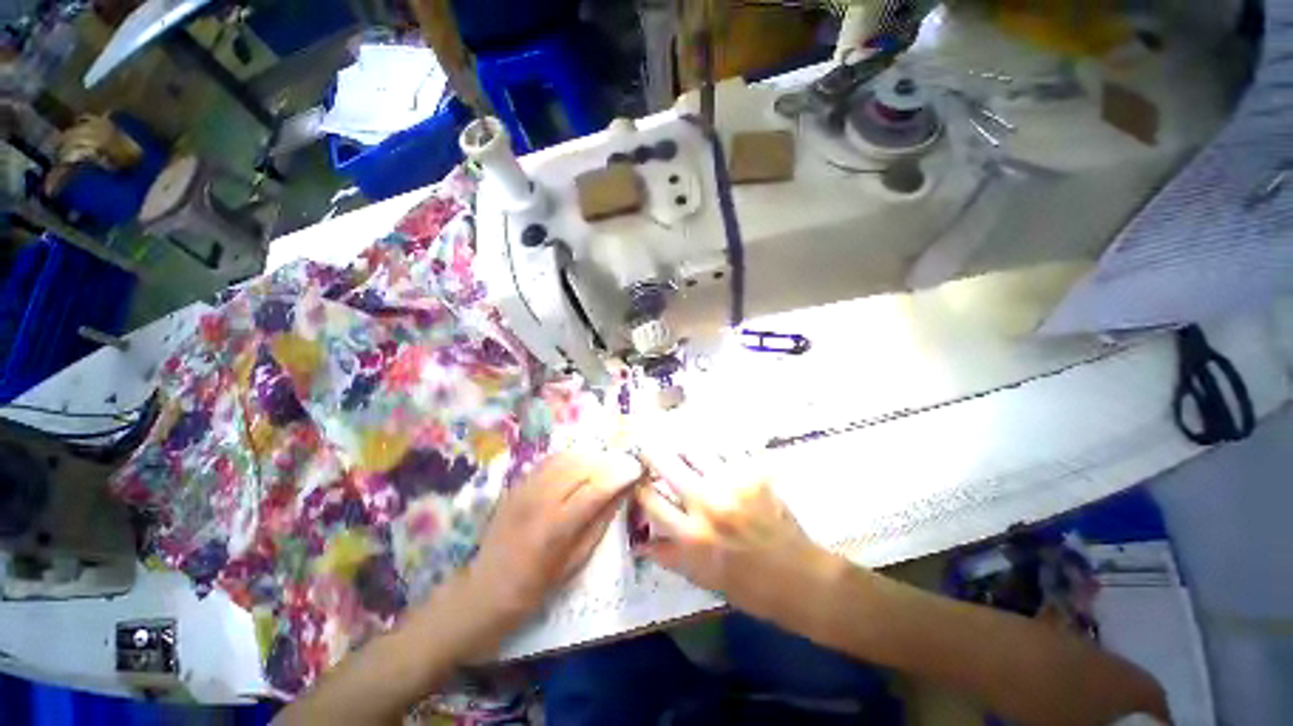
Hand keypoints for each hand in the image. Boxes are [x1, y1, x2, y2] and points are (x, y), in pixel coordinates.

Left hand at [457, 451, 642, 637]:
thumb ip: (600, 521)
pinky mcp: (517, 483)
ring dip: (591, 456)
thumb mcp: (576, 561)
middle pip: (581, 466)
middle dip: (609, 461)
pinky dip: (571, 457)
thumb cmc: (537, 584)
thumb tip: (623, 491)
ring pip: (566, 457)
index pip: (595, 489)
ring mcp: (525, 487)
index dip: (620, 475)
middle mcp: (538, 500)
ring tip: (607, 463)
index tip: (638, 469)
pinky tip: (582, 463)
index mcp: (555, 527)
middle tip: (626, 464)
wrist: (487, 588)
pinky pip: (550, 460)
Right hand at [634, 450, 829, 622]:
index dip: (638, 486)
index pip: (650, 499)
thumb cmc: (750, 587)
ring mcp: (732, 483)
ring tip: (677, 447)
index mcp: (691, 536)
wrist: (802, 579)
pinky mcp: (753, 473)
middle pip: (666, 463)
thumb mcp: (703, 579)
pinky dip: (711, 452)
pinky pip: (724, 451)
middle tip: (646, 446)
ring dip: (681, 448)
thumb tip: (640, 542)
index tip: (636, 479)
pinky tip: (710, 455)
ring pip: (694, 449)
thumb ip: (669, 557)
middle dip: (650, 452)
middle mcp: (708, 503)